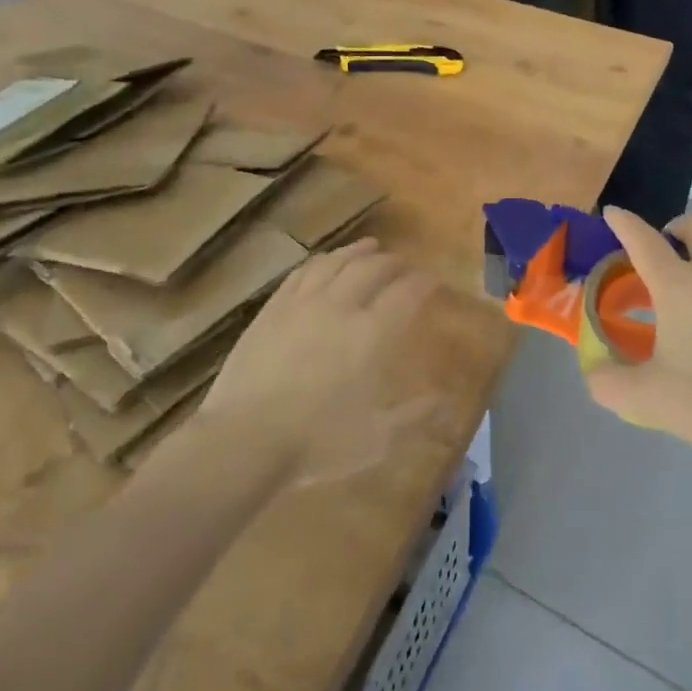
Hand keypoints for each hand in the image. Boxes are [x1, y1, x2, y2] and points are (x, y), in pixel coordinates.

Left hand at [172, 239, 446, 486]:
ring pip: (337, 262)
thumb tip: (447, 403)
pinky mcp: (273, 309)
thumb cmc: (316, 443)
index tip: (434, 282)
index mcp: (372, 334)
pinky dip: (322, 262)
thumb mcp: (376, 439)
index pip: (407, 293)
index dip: (425, 283)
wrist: (244, 439)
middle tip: (404, 265)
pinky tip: (324, 263)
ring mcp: (303, 303)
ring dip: (358, 252)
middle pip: (373, 268)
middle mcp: (341, 307)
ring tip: (370, 247)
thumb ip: (414, 416)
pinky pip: (302, 273)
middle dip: (394, 262)